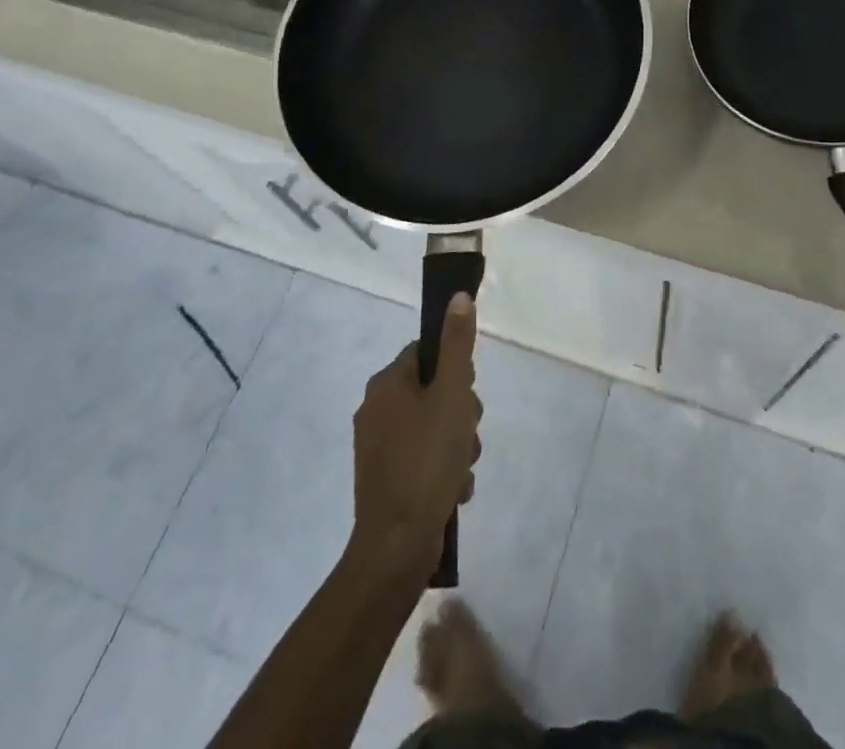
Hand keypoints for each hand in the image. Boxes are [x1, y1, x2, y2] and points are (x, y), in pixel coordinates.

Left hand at [349, 294, 481, 581]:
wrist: (396, 547)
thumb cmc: (426, 461)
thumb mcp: (451, 395)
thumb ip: (458, 345)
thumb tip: (457, 296)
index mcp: (386, 384)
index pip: (428, 353)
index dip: (456, 370)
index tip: (468, 394)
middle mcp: (376, 409)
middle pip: (435, 391)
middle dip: (461, 414)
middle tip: (467, 435)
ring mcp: (378, 447)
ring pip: (434, 427)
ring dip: (457, 445)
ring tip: (461, 470)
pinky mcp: (386, 480)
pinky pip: (424, 459)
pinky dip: (443, 470)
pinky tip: (453, 491)